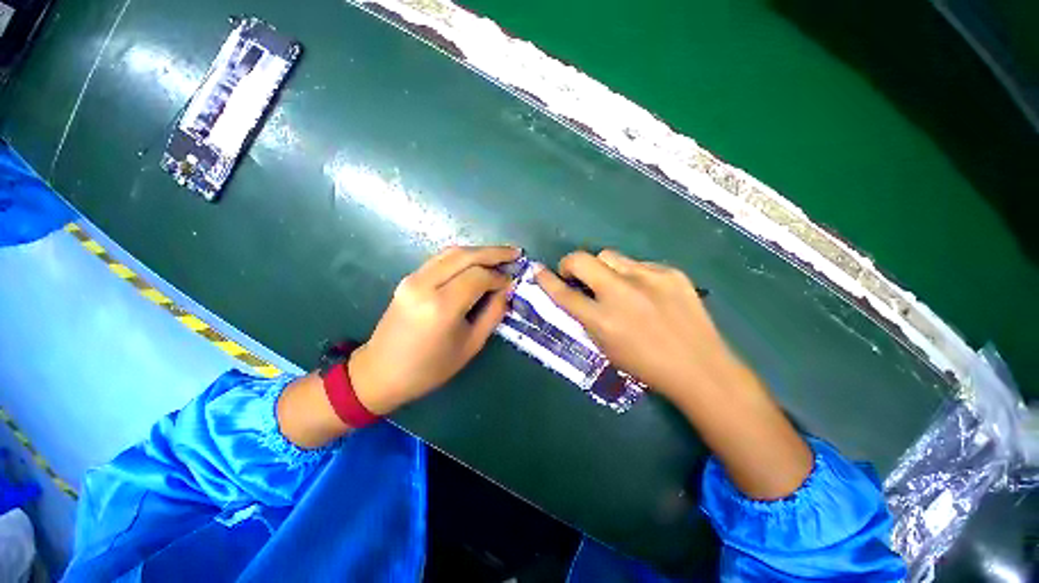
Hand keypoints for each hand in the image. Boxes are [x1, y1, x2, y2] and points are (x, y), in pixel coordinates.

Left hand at [349, 245, 519, 414]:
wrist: (381, 372)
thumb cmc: (430, 367)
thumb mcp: (471, 345)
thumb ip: (493, 313)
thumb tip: (506, 289)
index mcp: (442, 306)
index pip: (478, 276)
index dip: (499, 276)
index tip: (513, 281)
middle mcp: (425, 284)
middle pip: (465, 255)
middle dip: (494, 252)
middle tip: (516, 253)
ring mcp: (413, 278)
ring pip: (452, 252)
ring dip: (479, 251)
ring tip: (500, 255)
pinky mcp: (408, 278)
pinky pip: (441, 259)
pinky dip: (463, 256)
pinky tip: (477, 262)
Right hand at [536, 249, 812, 499]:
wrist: (700, 367)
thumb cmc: (646, 365)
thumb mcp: (606, 347)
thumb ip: (587, 318)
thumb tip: (576, 295)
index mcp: (603, 320)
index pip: (564, 294)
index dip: (547, 281)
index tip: (539, 271)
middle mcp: (621, 294)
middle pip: (582, 260)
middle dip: (570, 263)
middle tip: (574, 274)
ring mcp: (648, 279)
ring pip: (609, 255)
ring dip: (602, 268)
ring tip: (614, 284)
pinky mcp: (671, 273)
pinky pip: (638, 264)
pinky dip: (632, 275)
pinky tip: (645, 292)